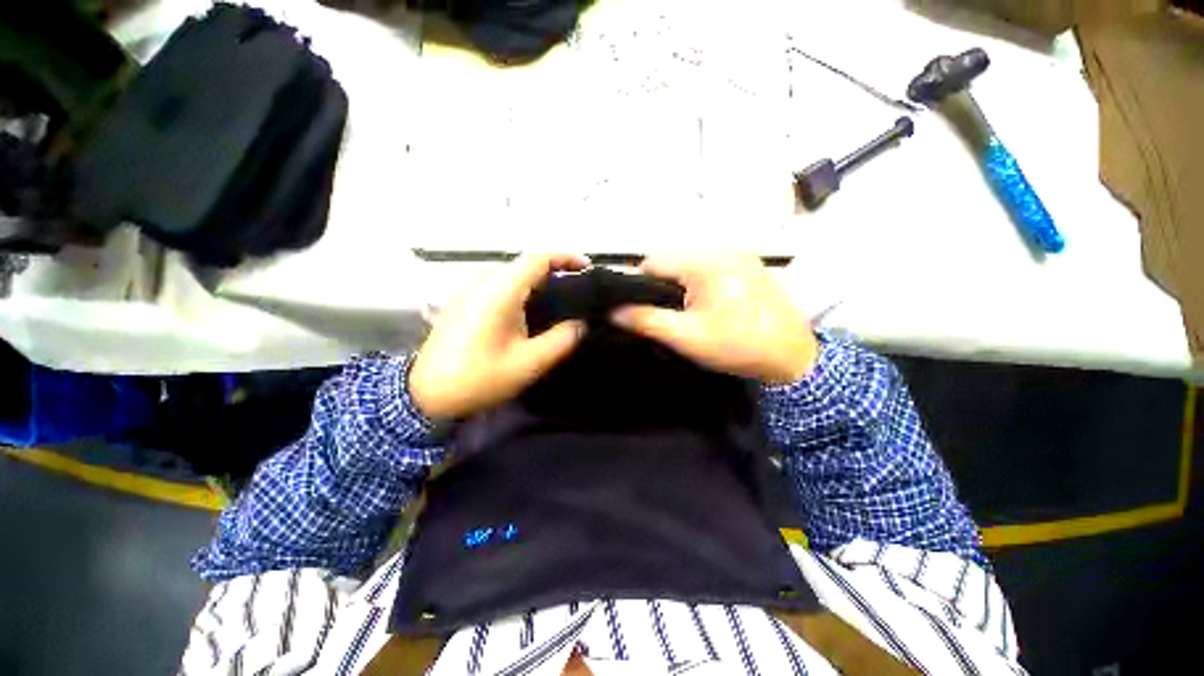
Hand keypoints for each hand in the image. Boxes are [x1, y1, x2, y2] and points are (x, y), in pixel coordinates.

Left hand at [408, 253, 588, 420]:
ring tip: (559, 299)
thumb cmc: (479, 378)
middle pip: (524, 265)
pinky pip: (499, 287)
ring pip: (510, 275)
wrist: (425, 395)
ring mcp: (470, 293)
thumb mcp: (527, 364)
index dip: (564, 257)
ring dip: (537, 281)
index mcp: (499, 293)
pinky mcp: (464, 305)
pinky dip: (521, 291)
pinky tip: (530, 312)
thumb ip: (560, 340)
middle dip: (554, 270)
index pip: (536, 259)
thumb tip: (580, 324)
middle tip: (577, 289)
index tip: (586, 268)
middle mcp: (483, 285)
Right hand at [611, 255, 817, 383]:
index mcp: (705, 262)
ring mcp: (738, 255)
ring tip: (682, 313)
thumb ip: (646, 321)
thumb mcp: (686, 336)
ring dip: (679, 287)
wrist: (793, 358)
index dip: (636, 285)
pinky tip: (704, 307)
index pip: (653, 262)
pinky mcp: (748, 266)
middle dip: (659, 287)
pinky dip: (698, 285)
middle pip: (671, 263)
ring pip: (689, 266)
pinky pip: (709, 270)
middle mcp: (721, 249)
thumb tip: (612, 311)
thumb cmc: (736, 346)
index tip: (635, 310)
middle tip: (662, 316)